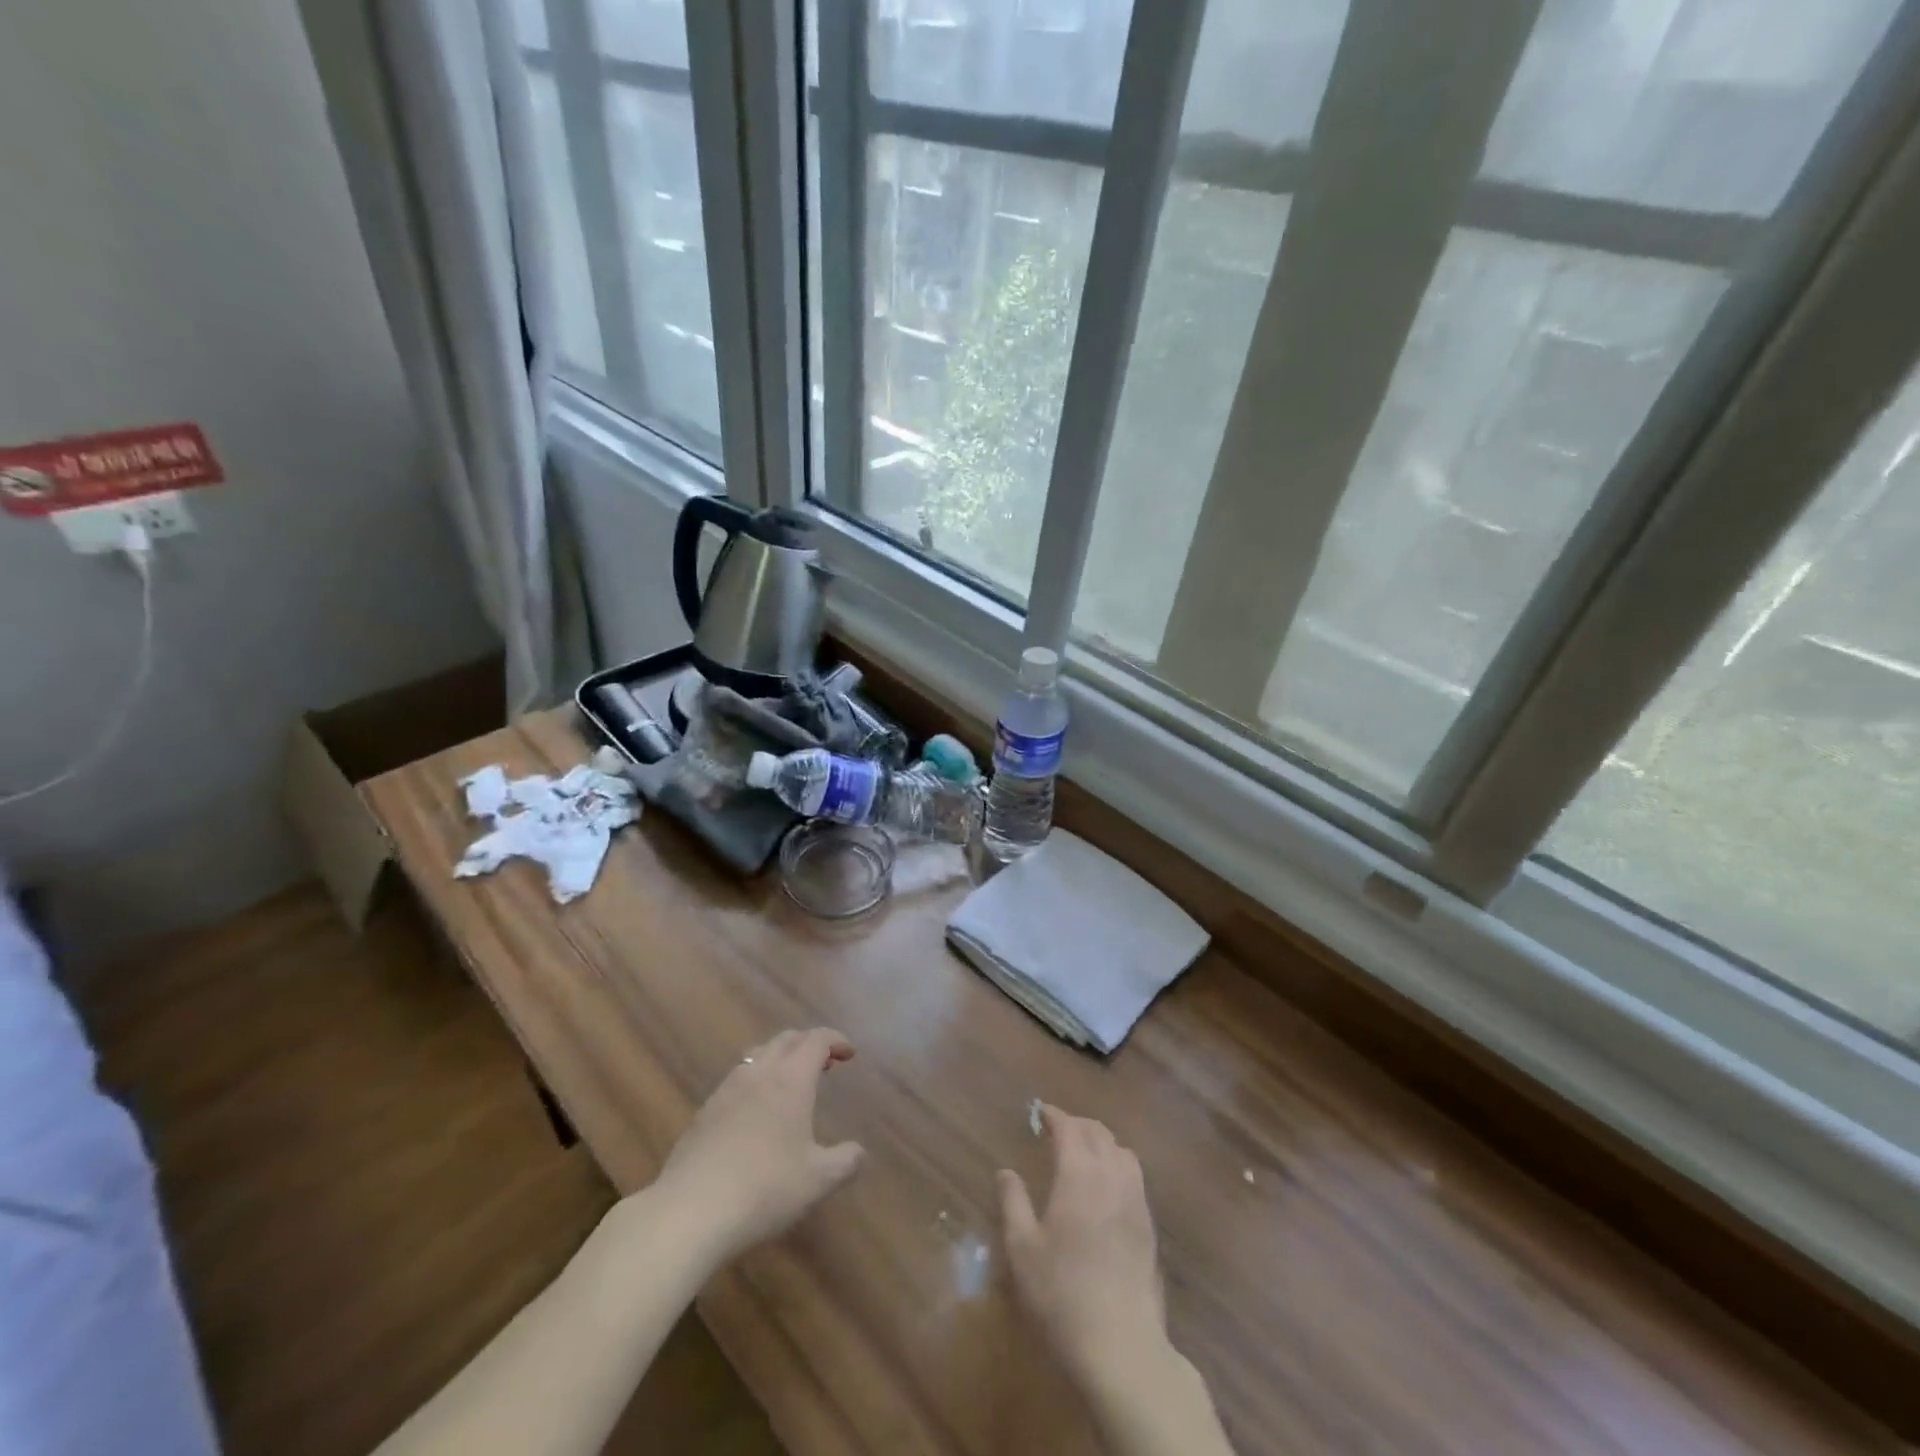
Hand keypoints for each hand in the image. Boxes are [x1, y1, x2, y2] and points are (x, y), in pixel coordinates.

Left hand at [654, 1028, 864, 1264]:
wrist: (689, 1212)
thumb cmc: (764, 1189)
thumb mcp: (818, 1181)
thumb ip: (846, 1162)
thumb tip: (858, 1152)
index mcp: (790, 1080)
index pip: (816, 1040)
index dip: (836, 1040)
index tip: (849, 1054)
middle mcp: (758, 1074)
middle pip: (786, 1040)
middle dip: (808, 1044)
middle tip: (824, 1064)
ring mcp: (726, 1091)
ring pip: (757, 1055)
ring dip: (779, 1059)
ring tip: (790, 1084)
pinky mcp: (703, 1113)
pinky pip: (736, 1080)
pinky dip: (755, 1081)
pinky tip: (755, 1113)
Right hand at [998, 1105, 1167, 1388]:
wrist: (1121, 1347)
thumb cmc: (1061, 1294)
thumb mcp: (1022, 1249)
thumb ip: (1013, 1203)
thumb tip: (1005, 1172)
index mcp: (1079, 1174)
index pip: (1069, 1127)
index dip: (1054, 1115)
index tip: (1040, 1112)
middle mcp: (1111, 1177)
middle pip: (1099, 1133)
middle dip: (1077, 1124)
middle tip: (1057, 1130)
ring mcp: (1136, 1200)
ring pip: (1122, 1151)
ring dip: (1101, 1142)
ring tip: (1084, 1153)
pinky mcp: (1149, 1226)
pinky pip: (1135, 1176)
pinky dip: (1118, 1165)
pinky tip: (1106, 1187)